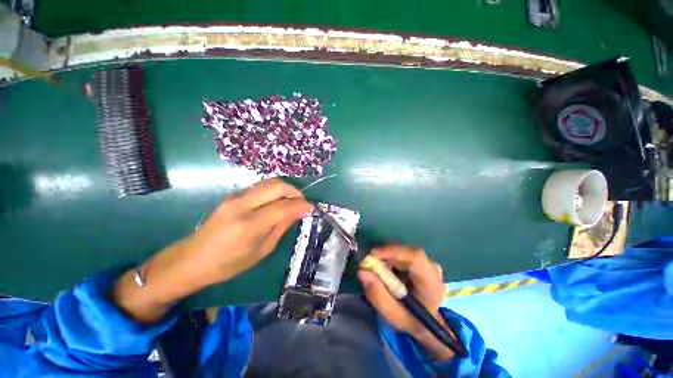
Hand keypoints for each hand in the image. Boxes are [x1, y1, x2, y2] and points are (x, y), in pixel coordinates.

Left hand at [183, 178, 312, 284]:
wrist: (191, 259)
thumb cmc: (228, 264)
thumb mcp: (261, 251)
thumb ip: (281, 227)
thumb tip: (299, 213)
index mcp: (249, 225)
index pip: (283, 207)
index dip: (301, 205)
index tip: (311, 208)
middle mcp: (242, 205)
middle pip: (276, 185)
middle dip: (294, 191)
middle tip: (302, 202)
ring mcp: (235, 197)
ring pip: (268, 182)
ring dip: (284, 189)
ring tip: (291, 201)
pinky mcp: (232, 196)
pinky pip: (259, 187)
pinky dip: (273, 191)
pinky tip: (276, 202)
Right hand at [358, 245, 454, 360]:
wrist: (427, 324)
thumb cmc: (411, 320)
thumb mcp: (392, 315)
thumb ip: (378, 295)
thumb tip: (362, 271)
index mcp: (431, 285)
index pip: (415, 257)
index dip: (393, 251)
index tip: (372, 254)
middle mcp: (433, 269)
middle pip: (408, 252)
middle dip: (386, 254)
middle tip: (370, 264)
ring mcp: (429, 263)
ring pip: (404, 250)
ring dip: (388, 256)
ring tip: (379, 270)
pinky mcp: (423, 261)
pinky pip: (404, 253)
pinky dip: (392, 258)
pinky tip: (387, 270)